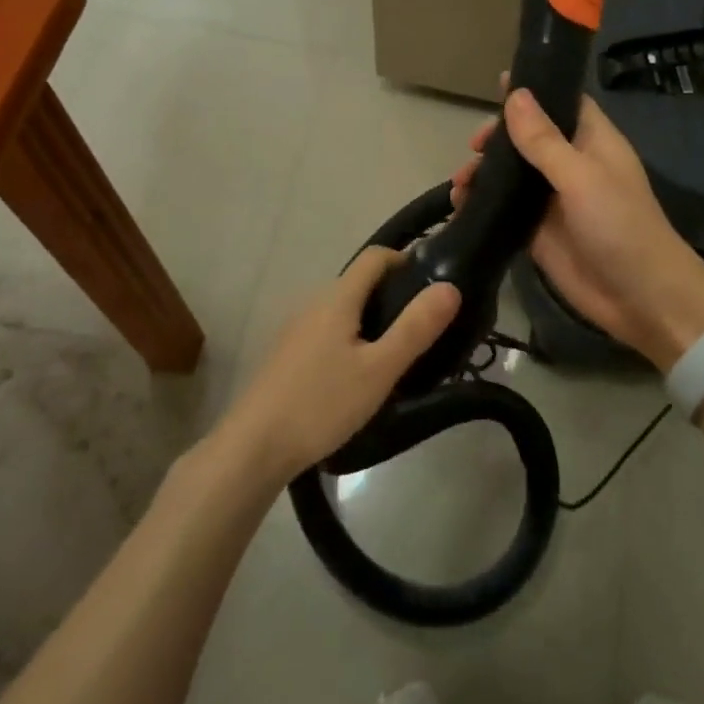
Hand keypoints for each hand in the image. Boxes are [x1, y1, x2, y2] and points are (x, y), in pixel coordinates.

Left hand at [218, 248, 460, 482]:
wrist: (253, 447)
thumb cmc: (321, 403)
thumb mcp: (379, 369)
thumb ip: (415, 328)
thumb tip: (450, 287)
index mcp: (338, 297)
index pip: (376, 256)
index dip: (406, 260)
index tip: (432, 285)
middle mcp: (314, 303)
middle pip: (360, 283)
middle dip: (393, 295)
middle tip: (422, 328)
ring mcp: (296, 329)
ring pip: (343, 310)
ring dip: (372, 320)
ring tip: (396, 356)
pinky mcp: (287, 355)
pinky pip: (328, 332)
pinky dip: (351, 339)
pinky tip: (358, 377)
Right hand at [451, 85, 703, 370]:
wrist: (640, 298)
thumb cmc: (620, 226)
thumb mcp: (582, 176)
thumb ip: (544, 140)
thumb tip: (515, 94)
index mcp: (592, 142)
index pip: (562, 103)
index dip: (534, 92)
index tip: (497, 83)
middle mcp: (571, 165)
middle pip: (529, 138)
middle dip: (499, 138)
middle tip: (474, 147)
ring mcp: (553, 200)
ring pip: (512, 174)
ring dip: (484, 172)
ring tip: (460, 182)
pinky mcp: (538, 231)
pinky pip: (505, 209)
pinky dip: (482, 204)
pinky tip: (460, 205)